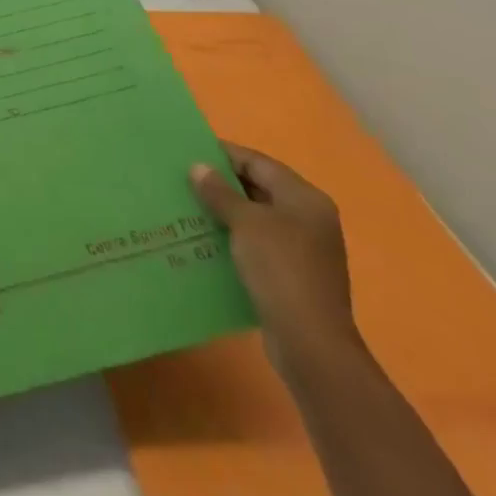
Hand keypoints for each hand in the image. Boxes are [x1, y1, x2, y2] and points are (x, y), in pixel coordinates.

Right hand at [190, 142, 361, 377]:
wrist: (311, 344)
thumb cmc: (281, 270)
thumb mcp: (245, 223)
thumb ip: (220, 192)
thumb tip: (198, 167)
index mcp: (305, 199)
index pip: (258, 163)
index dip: (224, 154)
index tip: (189, 151)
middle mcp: (309, 219)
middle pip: (259, 188)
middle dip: (222, 184)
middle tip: (183, 178)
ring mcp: (303, 249)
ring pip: (256, 218)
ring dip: (225, 212)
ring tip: (188, 206)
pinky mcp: (292, 275)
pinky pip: (257, 244)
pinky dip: (233, 238)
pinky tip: (206, 239)